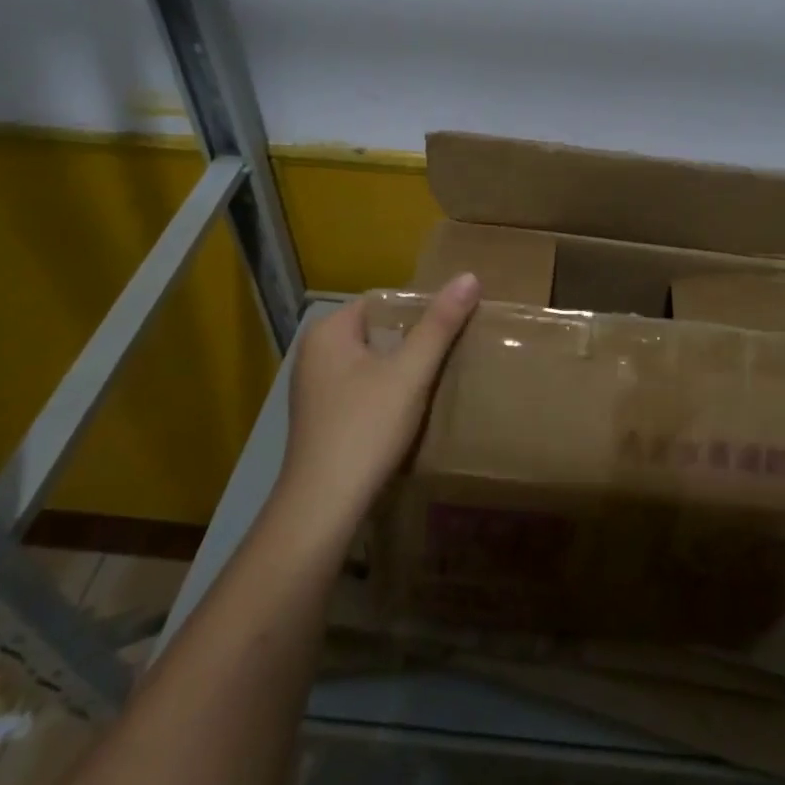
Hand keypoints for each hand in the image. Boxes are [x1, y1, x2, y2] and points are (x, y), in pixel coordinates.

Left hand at [276, 275, 480, 535]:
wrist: (323, 508)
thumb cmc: (365, 429)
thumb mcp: (410, 373)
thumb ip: (440, 325)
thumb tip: (469, 276)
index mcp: (328, 332)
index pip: (383, 302)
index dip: (420, 309)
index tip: (454, 323)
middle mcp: (315, 354)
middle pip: (378, 332)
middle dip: (414, 339)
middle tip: (455, 348)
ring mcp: (315, 389)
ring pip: (372, 363)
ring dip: (403, 369)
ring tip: (442, 376)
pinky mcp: (322, 420)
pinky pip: (364, 389)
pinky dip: (388, 393)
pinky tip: (412, 409)